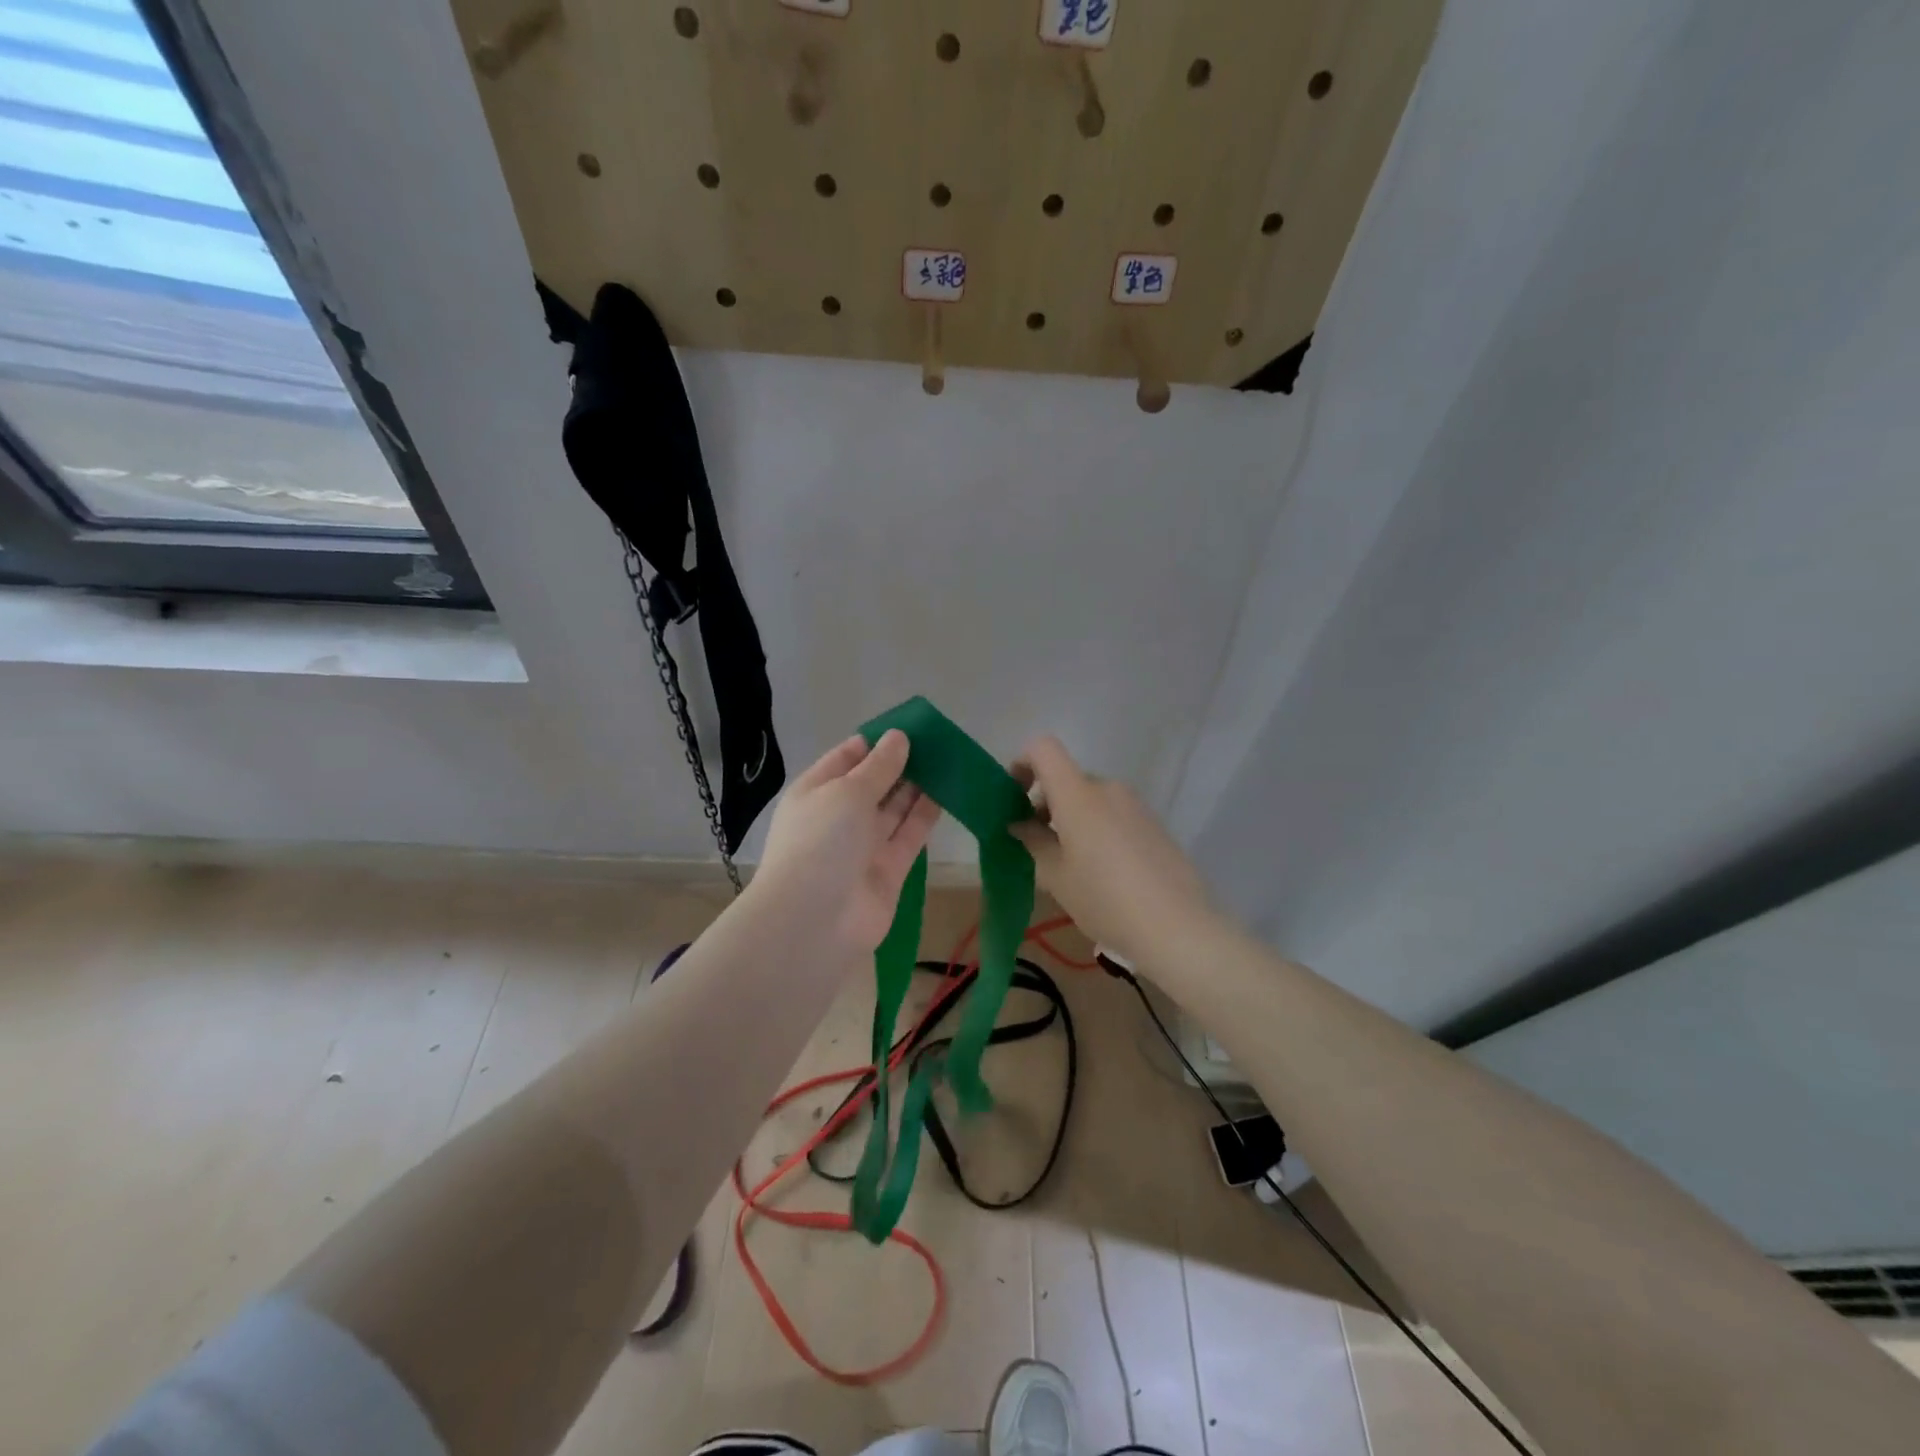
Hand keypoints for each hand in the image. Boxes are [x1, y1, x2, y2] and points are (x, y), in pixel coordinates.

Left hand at [753, 730, 941, 952]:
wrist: (815, 921)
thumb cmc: (821, 842)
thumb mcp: (847, 792)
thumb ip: (879, 766)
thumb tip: (899, 737)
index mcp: (816, 791)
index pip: (847, 758)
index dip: (876, 742)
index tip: (909, 727)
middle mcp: (839, 816)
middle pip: (873, 783)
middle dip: (901, 763)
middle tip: (937, 742)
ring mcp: (864, 845)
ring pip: (894, 808)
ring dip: (917, 786)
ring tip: (947, 760)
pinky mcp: (889, 870)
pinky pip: (909, 835)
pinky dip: (926, 815)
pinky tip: (947, 792)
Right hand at [1009, 736, 1214, 965]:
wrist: (1178, 927)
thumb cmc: (1104, 899)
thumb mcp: (1056, 876)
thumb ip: (1033, 841)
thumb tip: (1019, 823)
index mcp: (1078, 794)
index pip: (1043, 749)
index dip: (1022, 764)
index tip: (1014, 799)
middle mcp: (1107, 788)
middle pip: (1067, 779)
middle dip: (1045, 803)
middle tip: (1037, 845)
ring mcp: (1135, 805)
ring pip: (1090, 799)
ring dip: (1071, 819)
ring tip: (1069, 864)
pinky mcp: (1154, 824)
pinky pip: (1113, 814)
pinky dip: (1096, 828)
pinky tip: (1102, 872)